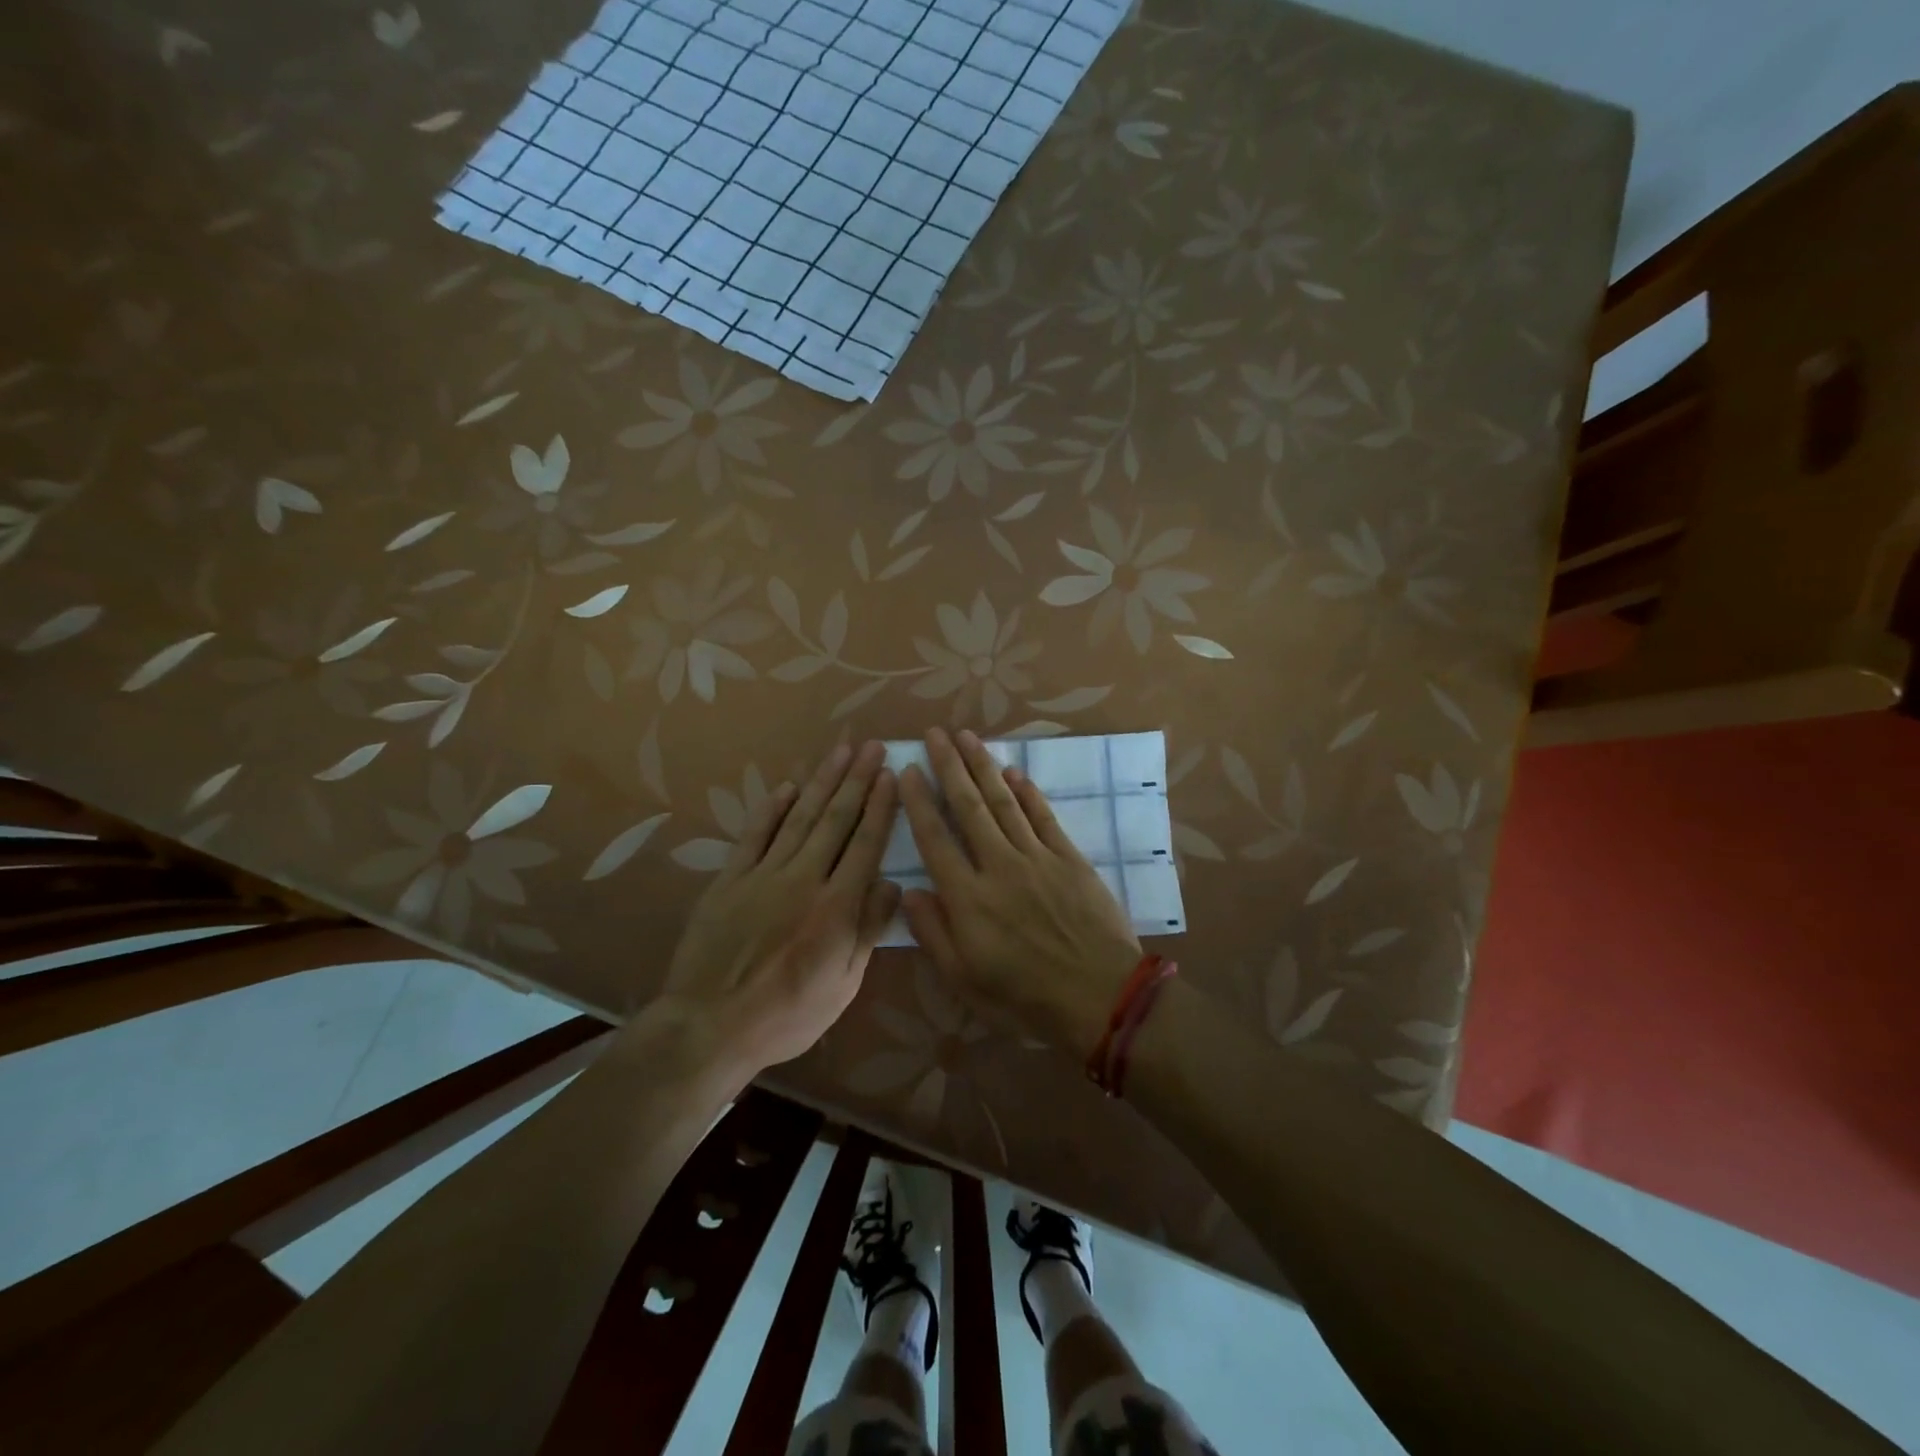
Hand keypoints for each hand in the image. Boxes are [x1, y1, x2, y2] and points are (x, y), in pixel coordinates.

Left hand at [663, 741, 900, 1071]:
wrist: (710, 1026)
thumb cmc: (787, 1014)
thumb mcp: (843, 985)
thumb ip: (868, 930)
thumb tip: (893, 883)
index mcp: (837, 906)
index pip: (865, 844)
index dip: (880, 806)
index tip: (890, 774)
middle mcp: (804, 879)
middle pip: (836, 820)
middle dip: (857, 780)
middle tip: (871, 747)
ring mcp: (763, 874)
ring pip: (800, 818)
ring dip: (822, 782)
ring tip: (839, 752)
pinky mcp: (730, 879)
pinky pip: (754, 835)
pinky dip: (772, 809)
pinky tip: (787, 788)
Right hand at [899, 727, 1142, 1055]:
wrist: (1101, 997)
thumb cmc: (1025, 998)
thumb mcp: (965, 981)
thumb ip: (933, 934)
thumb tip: (909, 892)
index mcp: (967, 898)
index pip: (934, 838)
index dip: (919, 801)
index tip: (908, 770)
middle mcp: (998, 866)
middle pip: (968, 806)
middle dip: (949, 766)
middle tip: (935, 733)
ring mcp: (1036, 858)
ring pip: (1004, 802)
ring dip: (983, 767)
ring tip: (967, 737)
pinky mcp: (1069, 858)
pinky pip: (1043, 816)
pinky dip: (1027, 791)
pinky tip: (1014, 772)